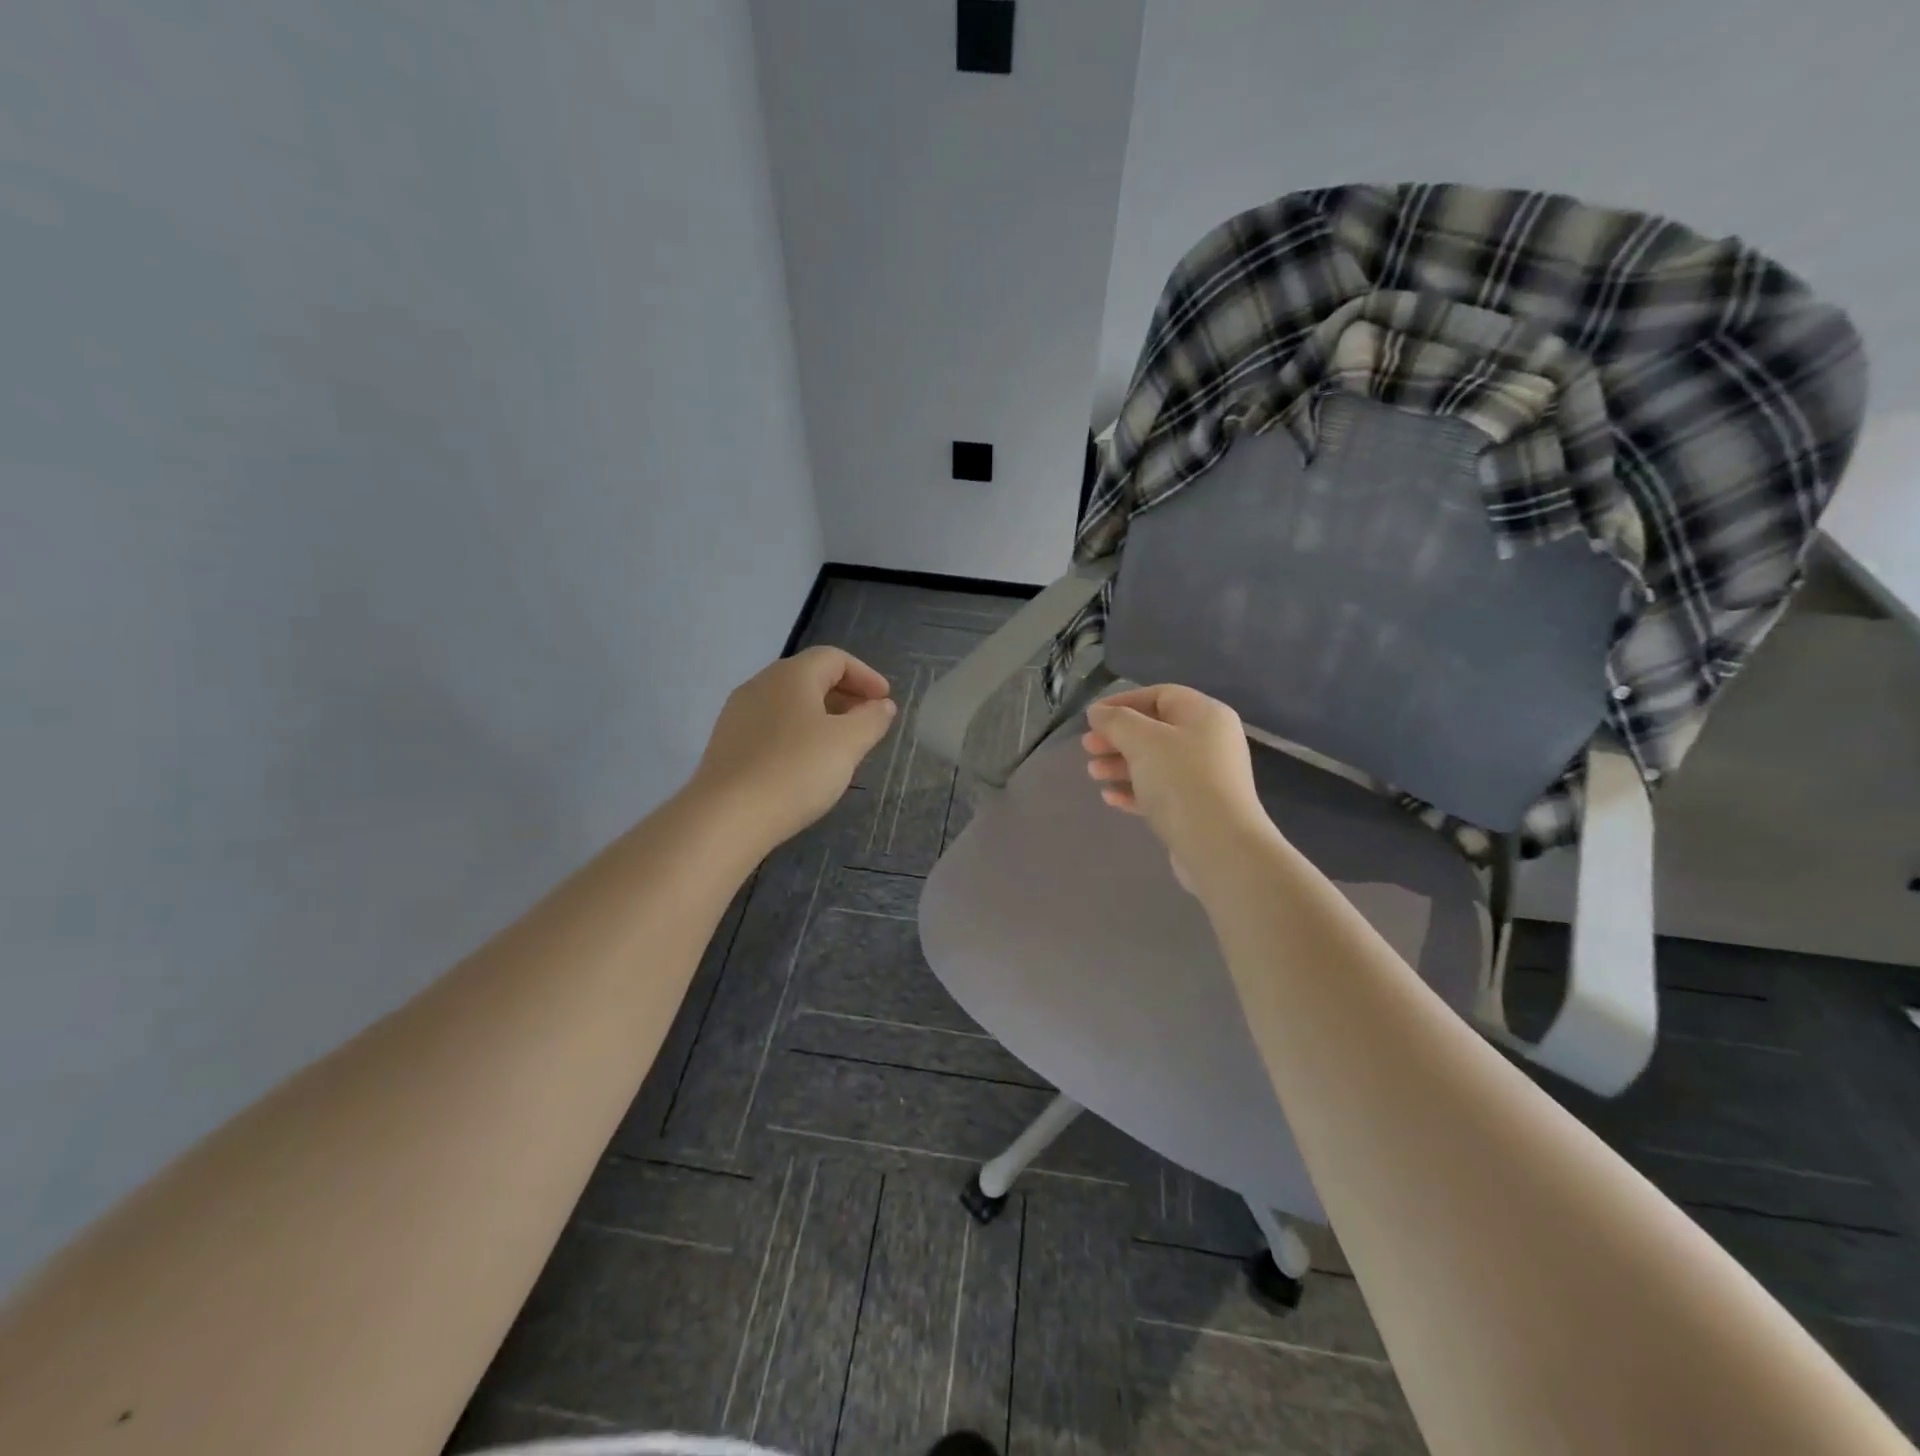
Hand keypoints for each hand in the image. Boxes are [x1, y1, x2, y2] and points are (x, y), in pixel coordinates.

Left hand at [692, 646, 896, 849]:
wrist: (727, 817)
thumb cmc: (796, 770)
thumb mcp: (847, 744)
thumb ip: (871, 720)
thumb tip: (882, 705)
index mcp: (791, 675)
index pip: (834, 658)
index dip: (865, 675)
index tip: (885, 701)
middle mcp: (760, 685)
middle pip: (809, 677)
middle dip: (844, 694)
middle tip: (868, 721)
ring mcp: (738, 714)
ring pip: (788, 703)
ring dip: (820, 715)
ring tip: (840, 744)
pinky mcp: (727, 744)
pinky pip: (771, 726)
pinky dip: (797, 733)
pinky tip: (806, 763)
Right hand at [1082, 684, 1274, 890]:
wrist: (1219, 846)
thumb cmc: (1181, 781)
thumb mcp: (1142, 741)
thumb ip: (1116, 721)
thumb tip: (1098, 712)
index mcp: (1205, 715)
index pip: (1160, 695)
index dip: (1123, 702)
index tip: (1092, 717)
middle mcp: (1210, 741)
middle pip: (1156, 730)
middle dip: (1118, 737)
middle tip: (1087, 748)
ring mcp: (1206, 777)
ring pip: (1155, 763)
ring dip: (1121, 765)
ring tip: (1093, 773)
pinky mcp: (1197, 809)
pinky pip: (1161, 792)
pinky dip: (1135, 790)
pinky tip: (1110, 797)